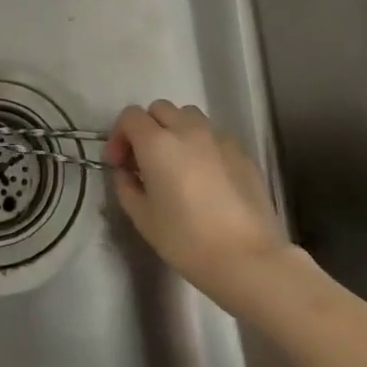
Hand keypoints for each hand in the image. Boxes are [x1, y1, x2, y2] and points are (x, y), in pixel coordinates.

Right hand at [105, 100, 290, 308]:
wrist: (247, 258)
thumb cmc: (187, 240)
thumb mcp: (143, 218)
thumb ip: (127, 186)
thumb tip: (127, 172)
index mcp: (158, 143)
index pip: (130, 116)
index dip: (119, 135)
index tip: (120, 163)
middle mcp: (188, 130)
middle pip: (160, 109)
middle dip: (147, 128)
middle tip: (145, 161)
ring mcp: (219, 138)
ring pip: (189, 116)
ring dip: (176, 130)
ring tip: (177, 163)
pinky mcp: (242, 152)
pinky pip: (214, 135)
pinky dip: (202, 145)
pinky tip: (206, 177)